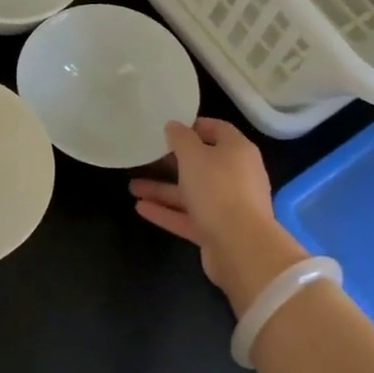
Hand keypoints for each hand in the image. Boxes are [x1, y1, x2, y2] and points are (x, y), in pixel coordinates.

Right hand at [129, 118, 308, 316]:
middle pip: (202, 163)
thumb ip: (181, 138)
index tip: (168, 127)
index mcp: (238, 151)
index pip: (218, 130)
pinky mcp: (217, 231)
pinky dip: (166, 212)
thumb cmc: (218, 189)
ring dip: (162, 189)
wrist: (241, 247)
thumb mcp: (194, 156)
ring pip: (191, 193)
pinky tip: (140, 208)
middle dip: (172, 162)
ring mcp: (227, 206)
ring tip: (132, 187)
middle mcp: (236, 176)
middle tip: (145, 158)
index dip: (194, 126)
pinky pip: (188, 217)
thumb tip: (173, 125)